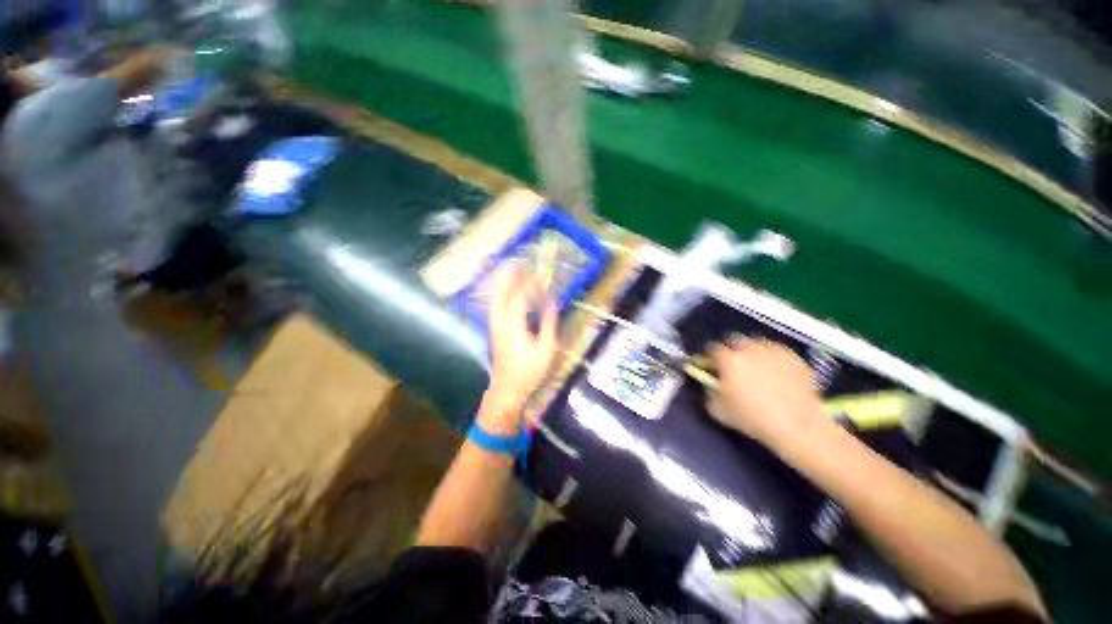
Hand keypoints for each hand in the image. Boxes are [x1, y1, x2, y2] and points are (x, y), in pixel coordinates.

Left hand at [482, 267, 560, 432]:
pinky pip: (495, 306)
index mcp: (514, 327)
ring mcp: (495, 326)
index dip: (530, 286)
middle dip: (508, 278)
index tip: (540, 277)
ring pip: (495, 299)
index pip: (520, 298)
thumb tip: (553, 302)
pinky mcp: (494, 330)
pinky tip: (504, 290)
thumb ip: (549, 324)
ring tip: (509, 270)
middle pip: (501, 294)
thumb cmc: (529, 372)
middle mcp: (501, 323)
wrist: (507, 389)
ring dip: (501, 284)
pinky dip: (499, 294)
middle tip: (516, 263)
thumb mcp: (546, 350)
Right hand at [707, 337, 830, 448]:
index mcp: (728, 360)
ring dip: (753, 351)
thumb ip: (710, 393)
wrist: (797, 426)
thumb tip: (712, 386)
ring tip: (756, 366)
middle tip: (734, 365)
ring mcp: (773, 351)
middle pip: (735, 340)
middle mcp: (749, 349)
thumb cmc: (752, 419)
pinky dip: (773, 358)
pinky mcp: (794, 358)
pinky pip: (778, 351)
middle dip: (732, 350)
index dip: (710, 357)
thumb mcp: (718, 410)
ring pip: (757, 343)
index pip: (712, 349)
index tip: (712, 365)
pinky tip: (776, 371)